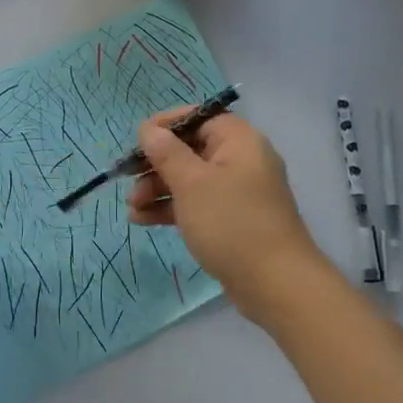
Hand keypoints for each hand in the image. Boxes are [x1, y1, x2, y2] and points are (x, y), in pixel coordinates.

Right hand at [127, 108, 331, 319]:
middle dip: (155, 164)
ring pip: (189, 179)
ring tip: (131, 208)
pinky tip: (142, 220)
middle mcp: (240, 161)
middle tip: (127, 180)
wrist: (275, 284)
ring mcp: (237, 192)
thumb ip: (166, 152)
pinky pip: (195, 204)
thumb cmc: (231, 223)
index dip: (165, 125)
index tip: (136, 140)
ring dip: (157, 189)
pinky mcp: (231, 220)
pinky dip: (171, 208)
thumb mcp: (191, 183)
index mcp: (238, 141)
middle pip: (189, 149)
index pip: (198, 117)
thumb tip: (148, 129)